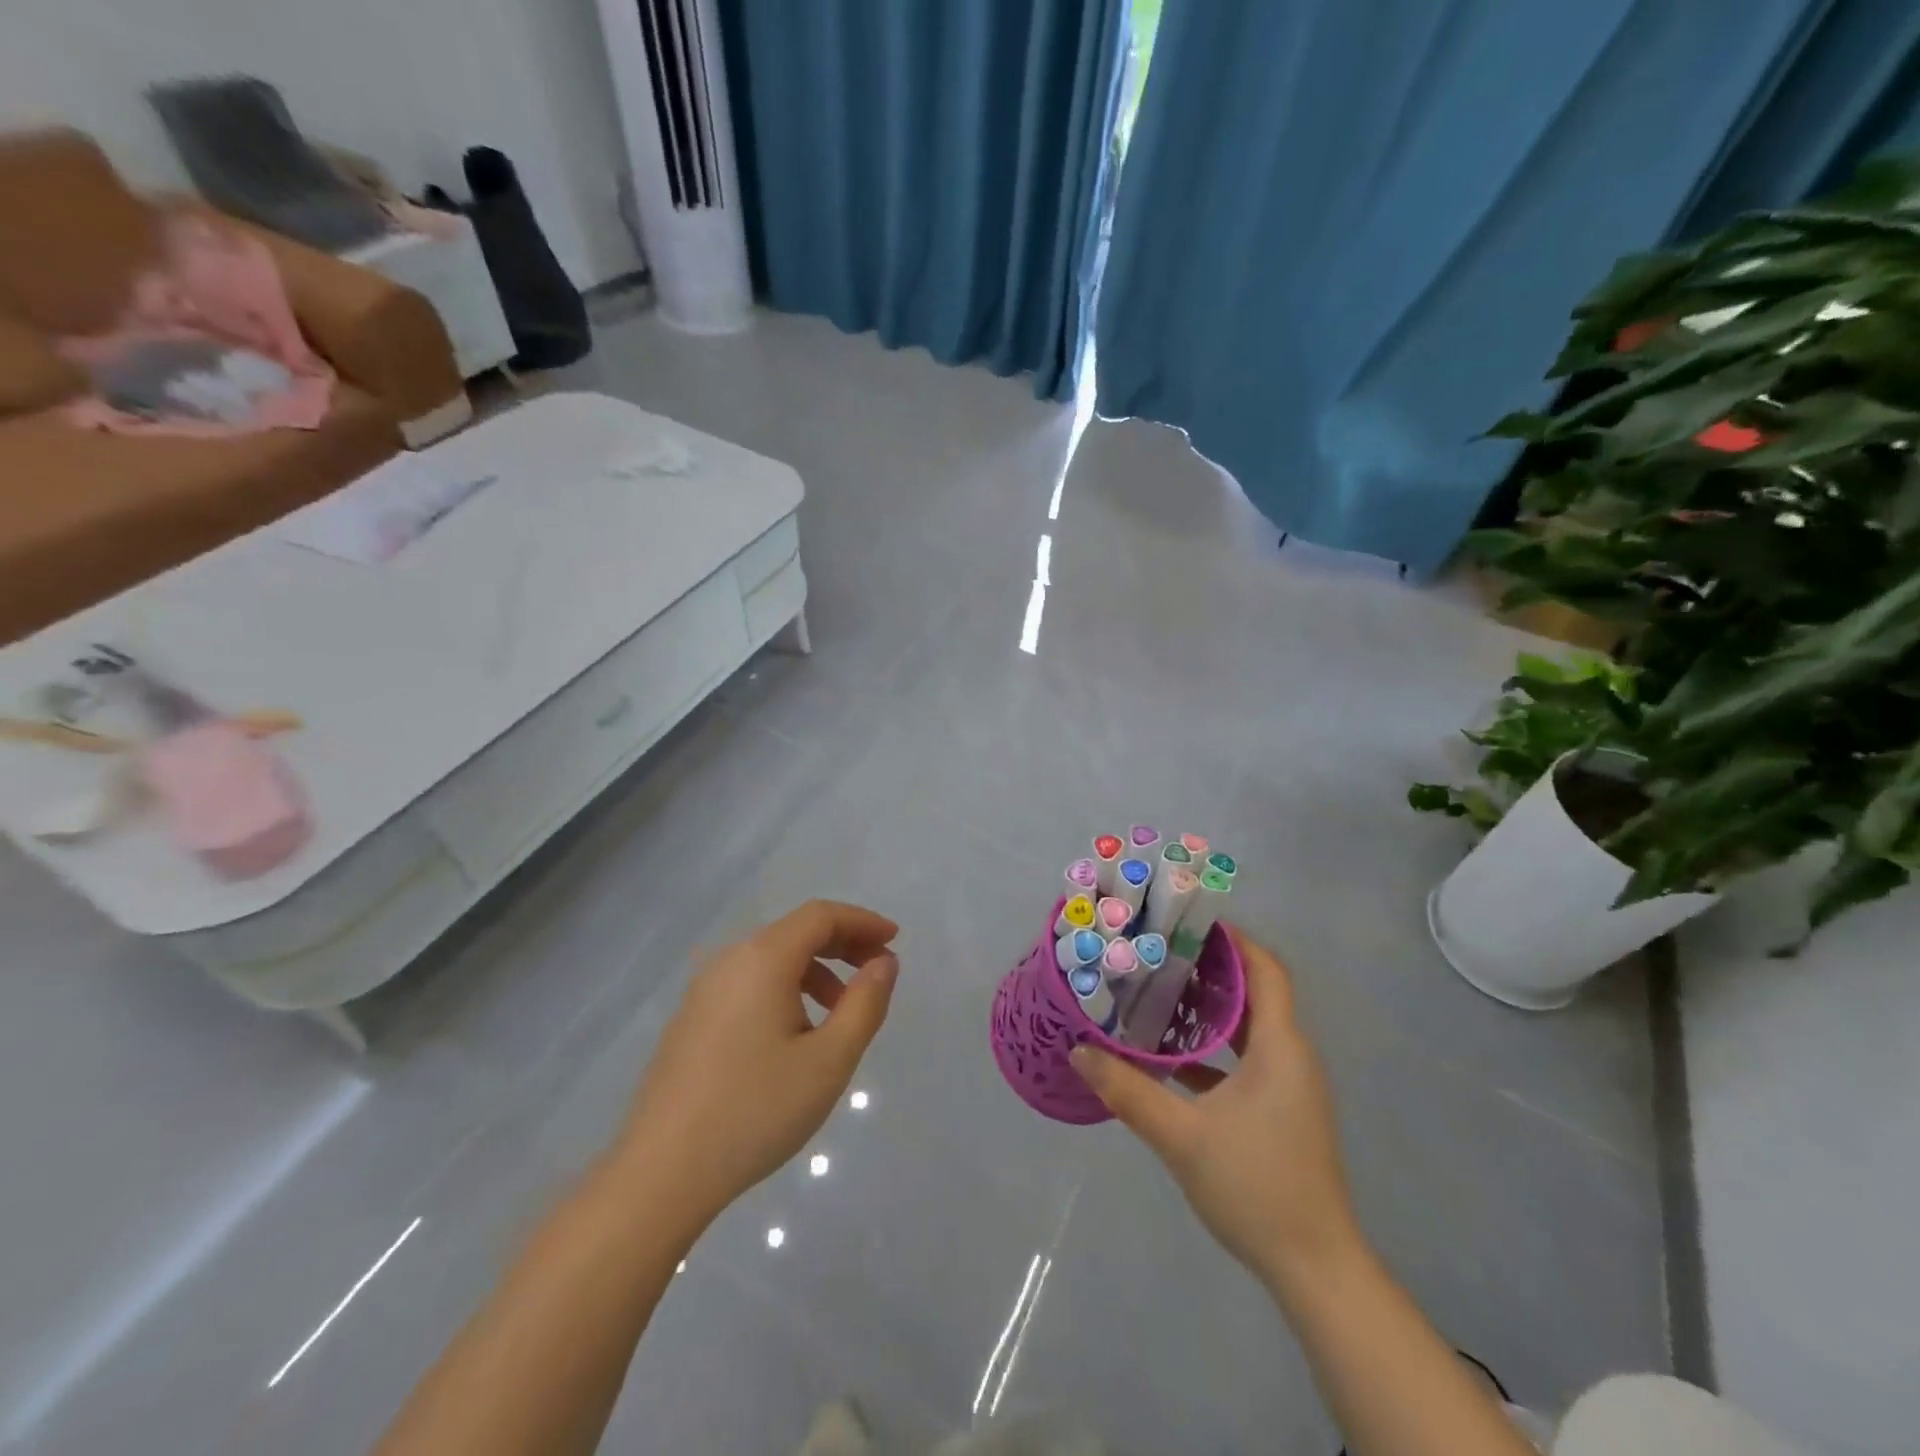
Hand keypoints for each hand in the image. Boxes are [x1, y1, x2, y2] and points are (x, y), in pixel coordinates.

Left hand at [613, 901, 899, 1231]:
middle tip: (877, 973)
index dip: (862, 921)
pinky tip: (795, 1037)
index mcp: (762, 959)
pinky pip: (749, 984)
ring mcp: (703, 990)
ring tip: (840, 1016)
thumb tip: (883, 962)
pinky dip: (785, 990)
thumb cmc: (756, 1110)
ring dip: (815, 972)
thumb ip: (865, 1003)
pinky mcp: (691, 1019)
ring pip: (771, 960)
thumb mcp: (830, 1060)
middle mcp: (729, 960)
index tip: (894, 941)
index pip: (821, 916)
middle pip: (795, 932)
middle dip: (843, 945)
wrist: (661, 1173)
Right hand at [1070, 926, 1359, 1289]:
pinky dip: (1215, 1046)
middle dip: (1211, 968)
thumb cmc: (1255, 1187)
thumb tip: (1079, 1051)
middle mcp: (1291, 1056)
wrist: (1315, 1269)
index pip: (1266, 970)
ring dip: (1211, 1008)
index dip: (1234, 940)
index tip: (1188, 922)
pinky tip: (1171, 1057)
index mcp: (1280, 1047)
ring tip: (1159, 992)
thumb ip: (1128, 1090)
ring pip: (1250, 1027)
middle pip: (1256, 992)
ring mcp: (1290, 1086)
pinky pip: (1248, 1059)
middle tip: (1160, 952)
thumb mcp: (1181, 1137)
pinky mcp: (1283, 1111)